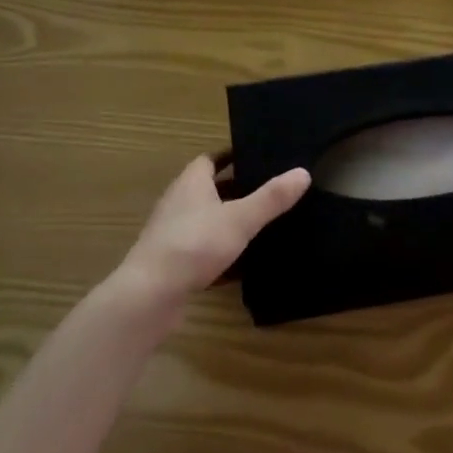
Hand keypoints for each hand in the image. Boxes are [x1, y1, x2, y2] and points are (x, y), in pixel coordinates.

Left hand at [112, 156, 310, 318]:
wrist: (149, 297)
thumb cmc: (193, 245)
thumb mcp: (240, 219)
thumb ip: (271, 198)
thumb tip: (303, 172)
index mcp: (191, 183)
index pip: (211, 159)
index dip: (232, 156)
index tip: (258, 157)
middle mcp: (178, 202)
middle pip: (210, 189)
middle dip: (236, 189)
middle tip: (269, 190)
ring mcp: (172, 234)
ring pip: (207, 220)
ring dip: (229, 221)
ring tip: (262, 224)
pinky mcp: (172, 263)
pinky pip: (203, 249)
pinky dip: (222, 252)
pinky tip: (244, 265)